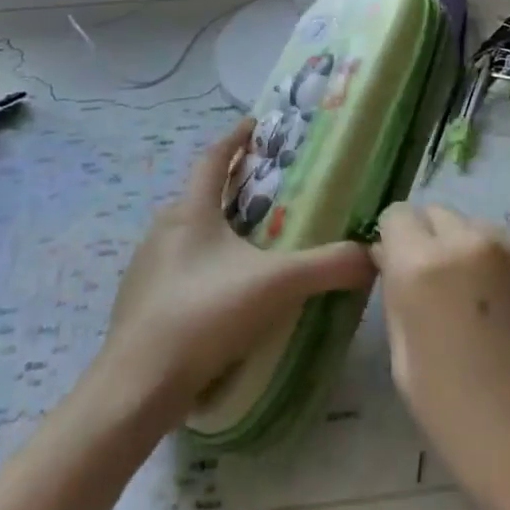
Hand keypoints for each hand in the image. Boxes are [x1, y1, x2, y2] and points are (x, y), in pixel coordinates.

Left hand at [96, 119, 373, 423]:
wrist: (137, 385)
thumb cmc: (206, 315)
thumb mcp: (277, 285)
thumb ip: (327, 266)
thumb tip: (372, 254)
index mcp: (191, 212)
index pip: (212, 158)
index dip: (235, 138)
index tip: (254, 125)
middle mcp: (162, 229)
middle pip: (197, 195)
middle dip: (228, 186)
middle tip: (262, 191)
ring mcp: (145, 266)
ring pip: (184, 233)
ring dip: (212, 228)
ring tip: (245, 243)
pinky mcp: (138, 301)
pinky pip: (174, 267)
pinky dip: (198, 264)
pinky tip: (218, 292)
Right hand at [373, 203, 509, 509]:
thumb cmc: (466, 424)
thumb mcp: (406, 366)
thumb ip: (397, 301)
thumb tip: (393, 265)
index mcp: (423, 268)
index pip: (395, 217)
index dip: (391, 244)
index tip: (396, 275)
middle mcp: (466, 242)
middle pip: (433, 213)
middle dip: (424, 241)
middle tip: (431, 291)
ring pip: (468, 225)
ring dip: (458, 248)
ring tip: (471, 302)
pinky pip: (500, 243)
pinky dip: (490, 260)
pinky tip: (500, 308)